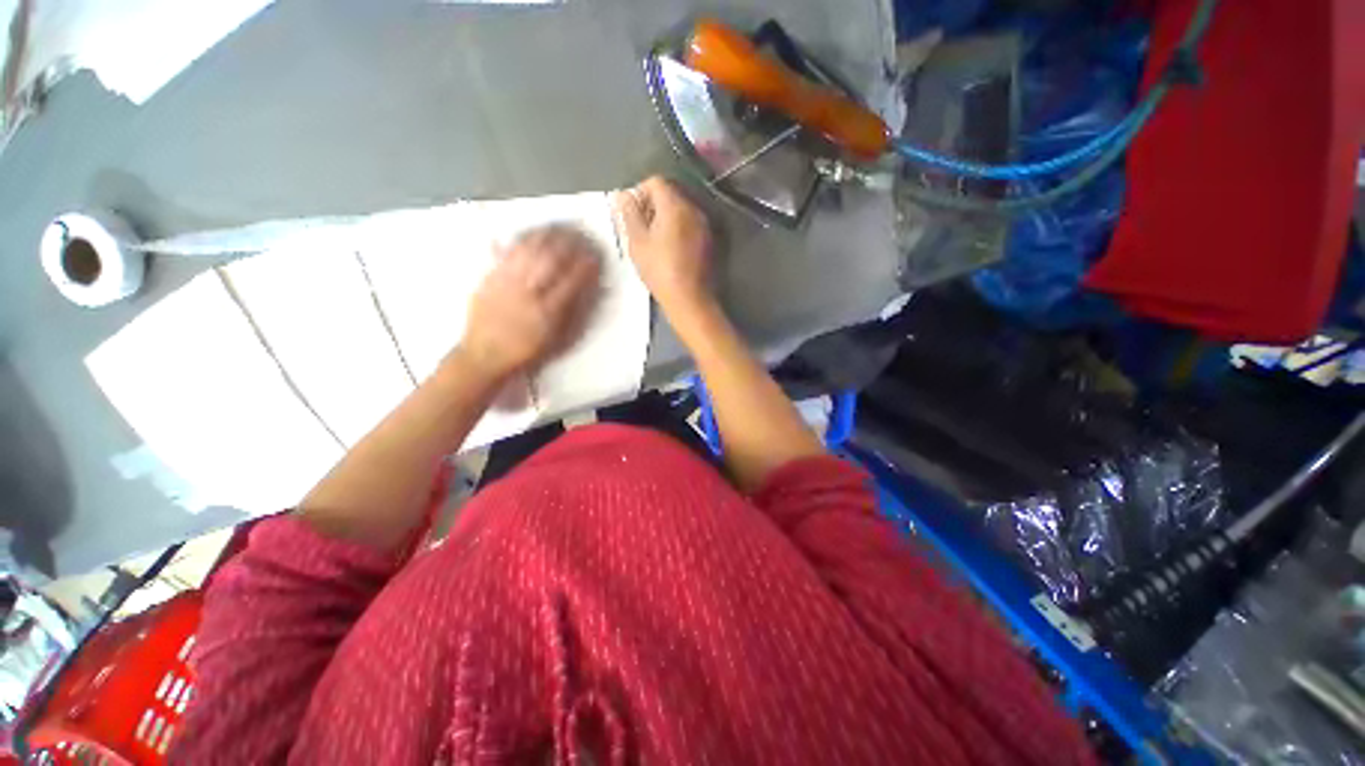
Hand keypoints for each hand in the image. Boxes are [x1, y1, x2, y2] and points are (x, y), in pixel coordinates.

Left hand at [457, 225, 600, 381]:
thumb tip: (590, 292)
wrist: (485, 355)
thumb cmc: (527, 352)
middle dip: (569, 244)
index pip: (572, 281)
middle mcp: (528, 293)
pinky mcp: (490, 278)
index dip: (586, 266)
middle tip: (581, 236)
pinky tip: (532, 234)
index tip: (595, 257)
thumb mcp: (558, 340)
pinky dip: (521, 240)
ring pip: (529, 251)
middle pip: (551, 260)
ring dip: (547, 237)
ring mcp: (507, 282)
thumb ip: (575, 314)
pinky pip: (507, 253)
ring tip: (560, 229)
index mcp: (548, 312)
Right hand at [614, 176, 713, 318]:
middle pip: (670, 194)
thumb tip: (623, 195)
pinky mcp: (709, 241)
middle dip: (652, 205)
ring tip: (653, 241)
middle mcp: (694, 209)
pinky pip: (690, 225)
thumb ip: (629, 214)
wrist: (689, 299)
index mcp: (675, 205)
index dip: (639, 193)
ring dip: (665, 218)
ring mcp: (704, 225)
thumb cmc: (660, 270)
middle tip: (640, 229)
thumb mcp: (637, 243)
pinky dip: (678, 230)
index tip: (631, 214)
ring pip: (681, 210)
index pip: (655, 182)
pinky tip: (670, 250)